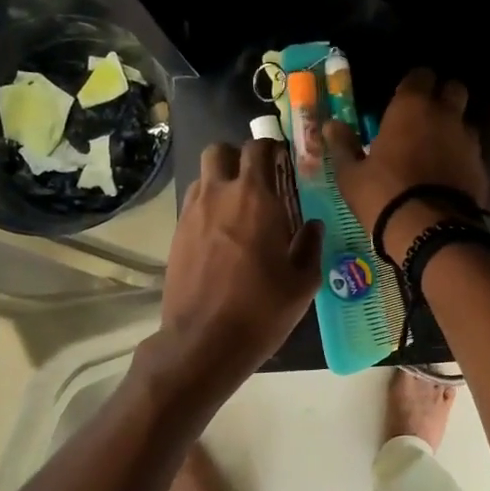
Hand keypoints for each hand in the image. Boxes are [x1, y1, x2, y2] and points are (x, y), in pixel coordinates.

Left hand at [156, 141, 321, 382]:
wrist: (204, 341)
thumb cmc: (262, 309)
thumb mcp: (303, 282)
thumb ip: (311, 246)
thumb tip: (313, 226)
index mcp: (256, 198)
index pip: (258, 149)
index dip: (271, 150)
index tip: (283, 162)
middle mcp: (219, 195)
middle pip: (220, 151)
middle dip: (237, 157)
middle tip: (256, 180)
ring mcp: (192, 213)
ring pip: (202, 176)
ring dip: (220, 181)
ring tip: (237, 208)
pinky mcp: (176, 234)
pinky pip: (192, 204)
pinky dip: (207, 207)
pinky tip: (221, 235)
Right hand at [325, 68, 487, 260]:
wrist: (429, 232)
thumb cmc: (383, 195)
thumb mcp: (351, 174)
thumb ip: (343, 145)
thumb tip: (331, 125)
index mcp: (412, 107)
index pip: (420, 75)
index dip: (413, 84)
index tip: (402, 98)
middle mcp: (446, 115)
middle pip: (454, 90)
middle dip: (442, 97)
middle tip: (424, 118)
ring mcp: (469, 142)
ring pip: (466, 123)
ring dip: (454, 130)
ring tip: (437, 151)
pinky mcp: (481, 169)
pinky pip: (472, 155)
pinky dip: (462, 160)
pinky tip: (448, 177)